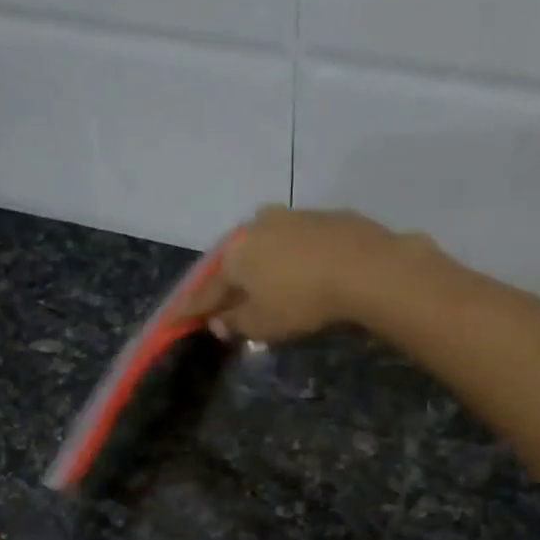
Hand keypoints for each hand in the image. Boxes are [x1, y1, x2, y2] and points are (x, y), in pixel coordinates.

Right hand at [183, 204, 422, 343]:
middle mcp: (256, 228)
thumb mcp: (263, 324)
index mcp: (234, 256)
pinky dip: (292, 256)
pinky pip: (296, 240)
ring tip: (266, 283)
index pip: (205, 290)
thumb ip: (235, 323)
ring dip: (261, 264)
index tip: (173, 320)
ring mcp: (290, 216)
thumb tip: (217, 321)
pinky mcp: (323, 216)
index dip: (190, 309)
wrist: (365, 267)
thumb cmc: (302, 301)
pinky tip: (302, 269)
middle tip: (226, 301)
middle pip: (234, 261)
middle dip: (229, 282)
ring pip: (265, 244)